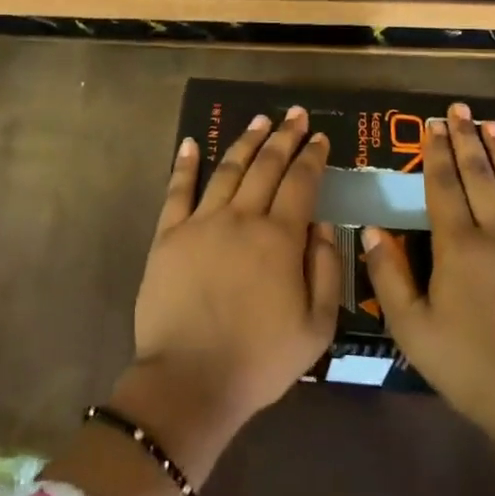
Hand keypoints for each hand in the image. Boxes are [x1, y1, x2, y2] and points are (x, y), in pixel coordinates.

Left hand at [132, 107, 340, 426]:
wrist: (190, 380)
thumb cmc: (260, 360)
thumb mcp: (316, 326)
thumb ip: (326, 269)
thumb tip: (324, 224)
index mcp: (280, 239)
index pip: (301, 183)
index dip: (312, 157)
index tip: (320, 138)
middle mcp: (241, 219)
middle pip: (266, 166)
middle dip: (284, 137)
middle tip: (296, 115)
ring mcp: (201, 224)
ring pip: (228, 170)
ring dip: (246, 142)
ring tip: (259, 120)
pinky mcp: (168, 236)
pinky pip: (177, 191)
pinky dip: (185, 164)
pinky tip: (192, 142)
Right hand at [363, 102, 494, 435]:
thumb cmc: (467, 365)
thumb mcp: (411, 327)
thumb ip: (389, 275)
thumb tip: (373, 230)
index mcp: (459, 247)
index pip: (444, 187)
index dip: (436, 154)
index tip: (433, 125)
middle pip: (481, 177)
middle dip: (468, 140)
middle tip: (461, 110)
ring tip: (494, 126)